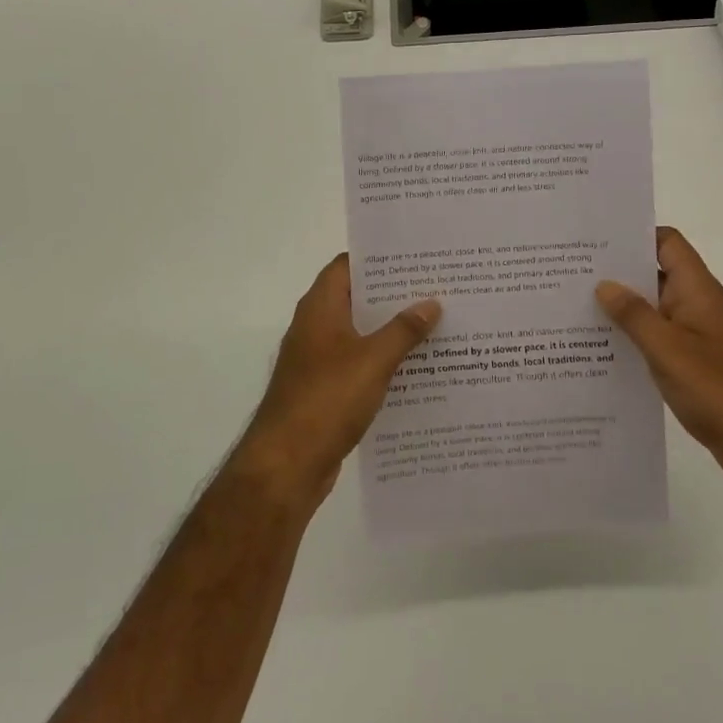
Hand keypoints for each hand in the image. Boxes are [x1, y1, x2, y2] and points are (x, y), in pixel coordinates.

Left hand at [233, 254, 441, 508]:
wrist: (286, 466)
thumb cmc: (326, 400)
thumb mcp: (373, 361)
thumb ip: (403, 330)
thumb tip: (431, 302)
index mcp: (320, 308)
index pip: (347, 265)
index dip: (378, 258)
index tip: (415, 257)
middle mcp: (316, 326)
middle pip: (357, 298)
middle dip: (394, 295)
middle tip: (436, 288)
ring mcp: (317, 359)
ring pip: (360, 333)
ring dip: (391, 330)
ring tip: (435, 324)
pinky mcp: (324, 389)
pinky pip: (358, 364)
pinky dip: (382, 361)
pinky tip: (416, 369)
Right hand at [596, 227, 722, 491]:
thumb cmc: (719, 390)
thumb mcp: (669, 350)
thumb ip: (634, 315)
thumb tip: (603, 284)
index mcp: (697, 290)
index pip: (667, 243)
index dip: (634, 234)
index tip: (594, 238)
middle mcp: (696, 305)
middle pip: (655, 273)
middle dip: (617, 270)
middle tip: (569, 271)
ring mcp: (694, 335)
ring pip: (652, 308)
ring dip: (621, 306)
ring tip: (573, 305)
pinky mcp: (691, 362)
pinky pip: (655, 337)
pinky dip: (631, 336)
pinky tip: (598, 346)